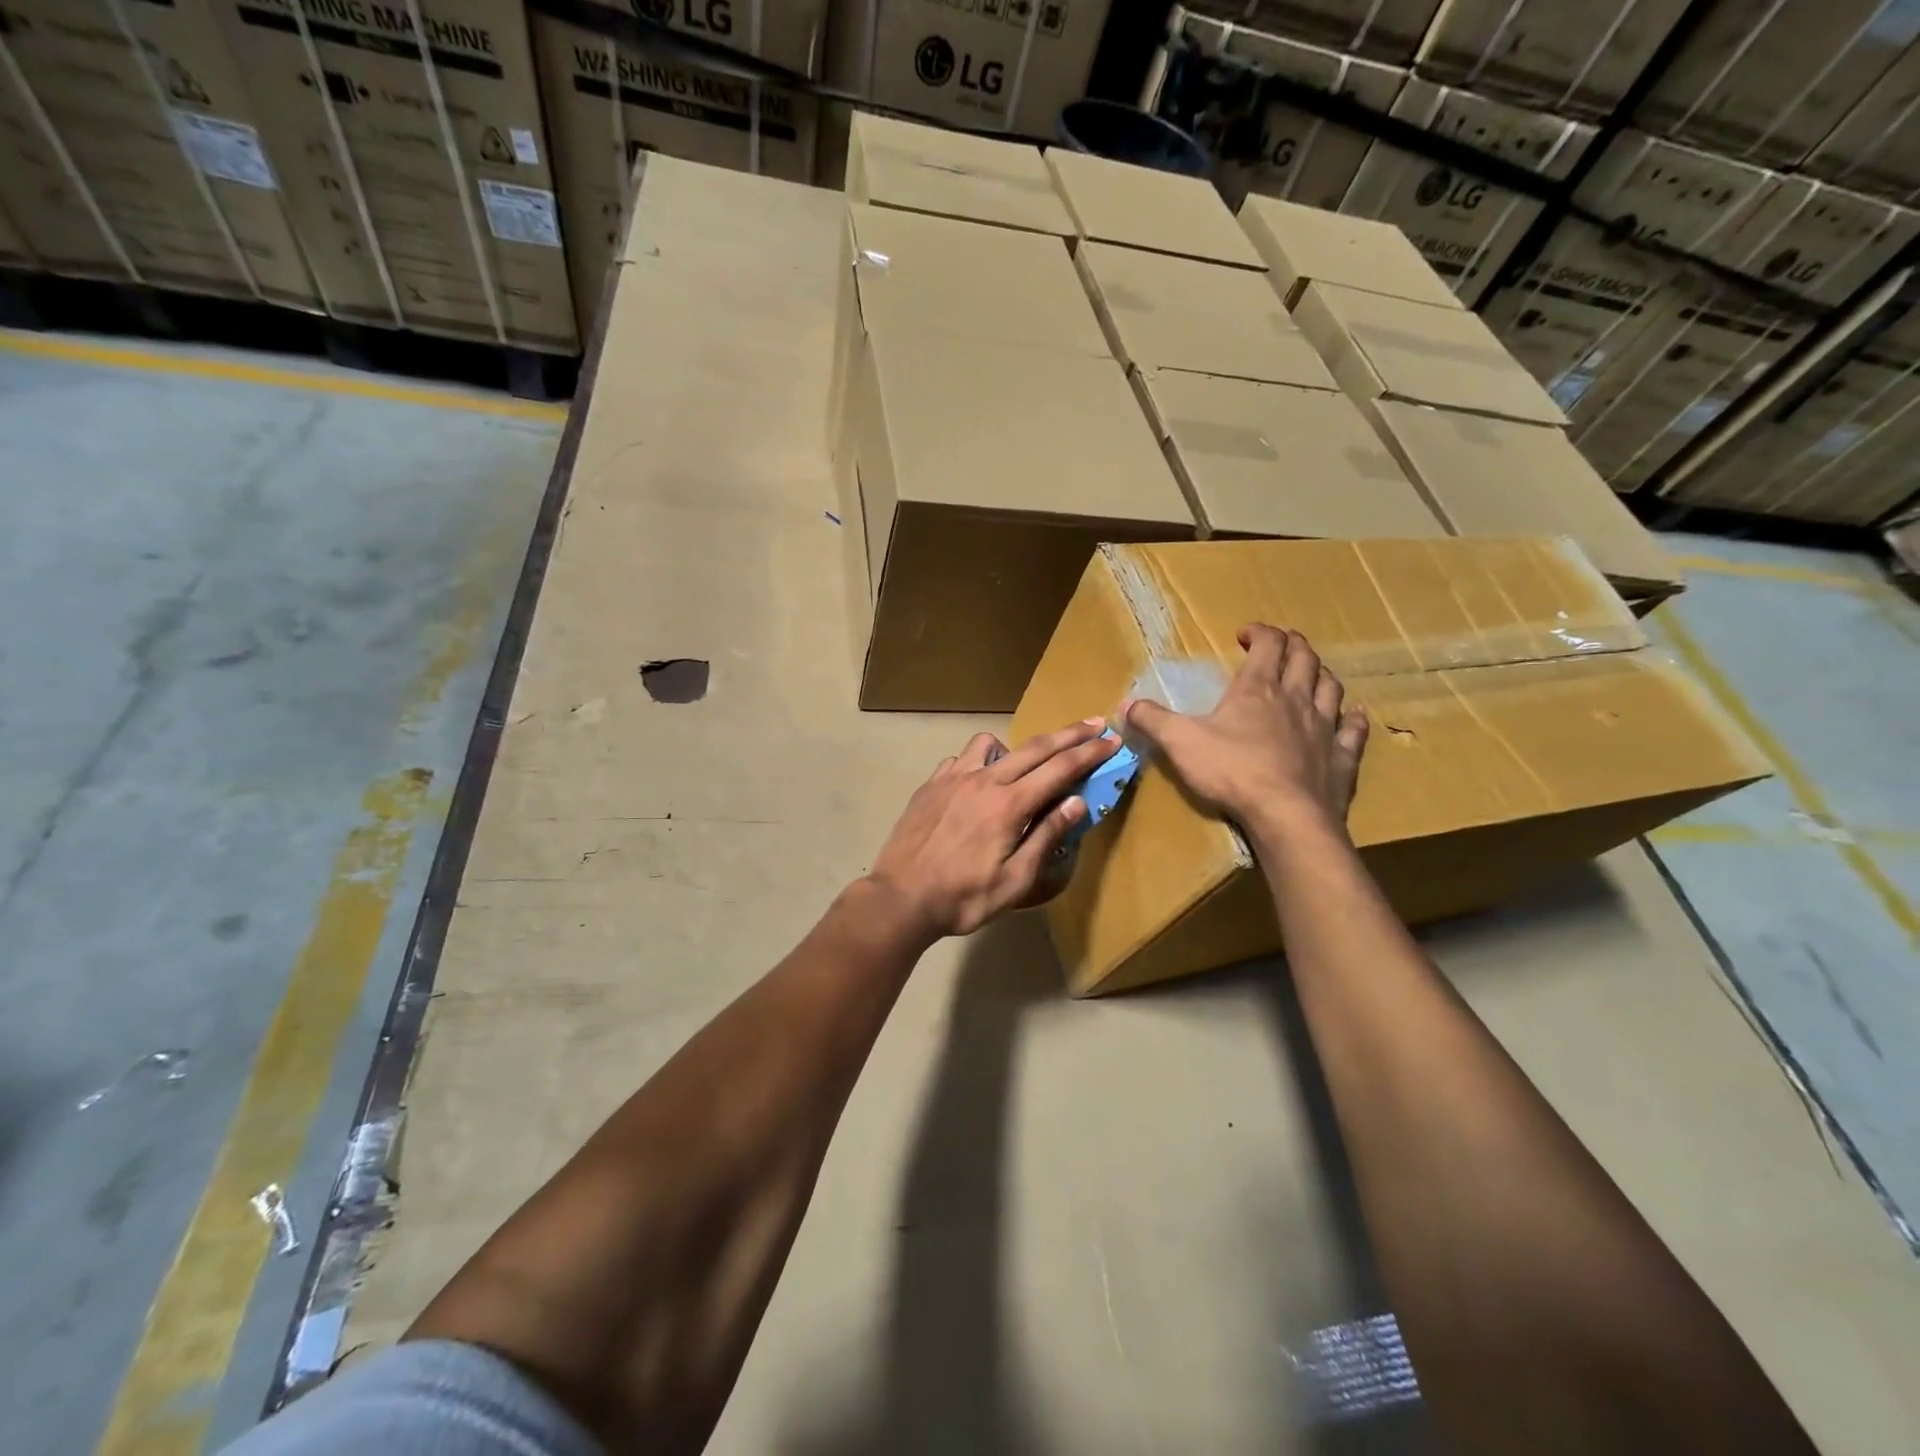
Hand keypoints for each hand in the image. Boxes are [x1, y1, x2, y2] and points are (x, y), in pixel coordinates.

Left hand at [865, 721, 1118, 940]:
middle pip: (1035, 747)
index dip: (1090, 753)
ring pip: (991, 744)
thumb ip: (1046, 837)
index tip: (1112, 739)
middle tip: (1095, 723)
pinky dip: (978, 763)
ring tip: (1022, 769)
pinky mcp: (931, 784)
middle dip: (1070, 734)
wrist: (900, 898)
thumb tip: (1077, 802)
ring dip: (1016, 748)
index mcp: (1009, 805)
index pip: (1060, 769)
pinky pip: (961, 758)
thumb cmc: (963, 898)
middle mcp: (984, 781)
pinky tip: (977, 784)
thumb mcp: (1014, 881)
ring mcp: (953, 778)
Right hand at [1123, 625, 1367, 843]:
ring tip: (1312, 674)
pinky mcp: (1342, 757)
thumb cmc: (1231, 771)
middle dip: (1293, 645)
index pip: (1267, 645)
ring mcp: (1324, 727)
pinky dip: (1354, 719)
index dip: (1259, 633)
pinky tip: (1355, 716)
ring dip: (1321, 675)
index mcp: (1258, 689)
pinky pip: (1354, 731)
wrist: (1286, 815)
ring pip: (1331, 688)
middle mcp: (1296, 699)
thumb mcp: (1180, 742)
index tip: (1244, 634)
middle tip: (1281, 644)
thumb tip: (1126, 704)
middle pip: (1304, 659)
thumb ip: (1153, 720)